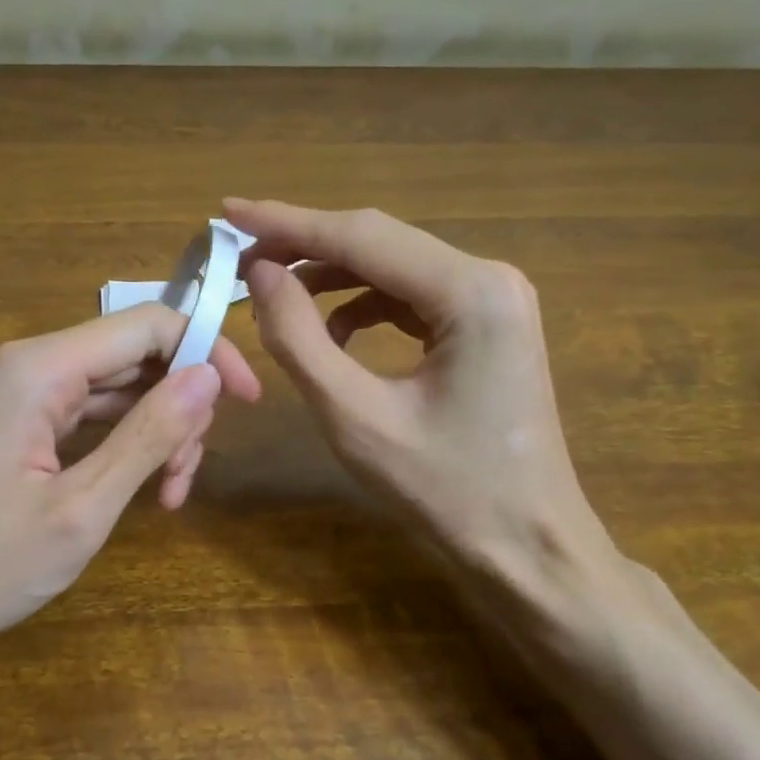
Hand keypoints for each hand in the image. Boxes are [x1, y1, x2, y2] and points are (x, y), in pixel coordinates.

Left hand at [0, 305, 260, 675]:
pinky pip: (91, 416)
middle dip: (180, 406)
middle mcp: (31, 366)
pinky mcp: (18, 426)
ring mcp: (22, 396)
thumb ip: (147, 436)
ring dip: (157, 432)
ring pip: (119, 388)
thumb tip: (210, 377)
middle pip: (136, 354)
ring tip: (169, 495)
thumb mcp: (79, 510)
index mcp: (40, 369)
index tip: (247, 404)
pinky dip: (125, 446)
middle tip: (187, 478)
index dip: (208, 351)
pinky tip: (142, 489)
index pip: (149, 324)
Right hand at [226, 198, 631, 655]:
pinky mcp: (487, 324)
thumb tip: (261, 274)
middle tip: (242, 255)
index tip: (229, 211)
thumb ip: (299, 339)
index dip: (287, 223)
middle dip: (306, 245)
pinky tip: (332, 334)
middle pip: (380, 241)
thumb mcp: (356, 417)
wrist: (530, 547)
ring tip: (275, 295)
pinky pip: (411, 296)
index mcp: (471, 291)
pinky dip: (364, 305)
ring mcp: (494, 299)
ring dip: (332, 276)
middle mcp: (490, 277)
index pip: (362, 236)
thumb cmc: (447, 492)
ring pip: (393, 266)